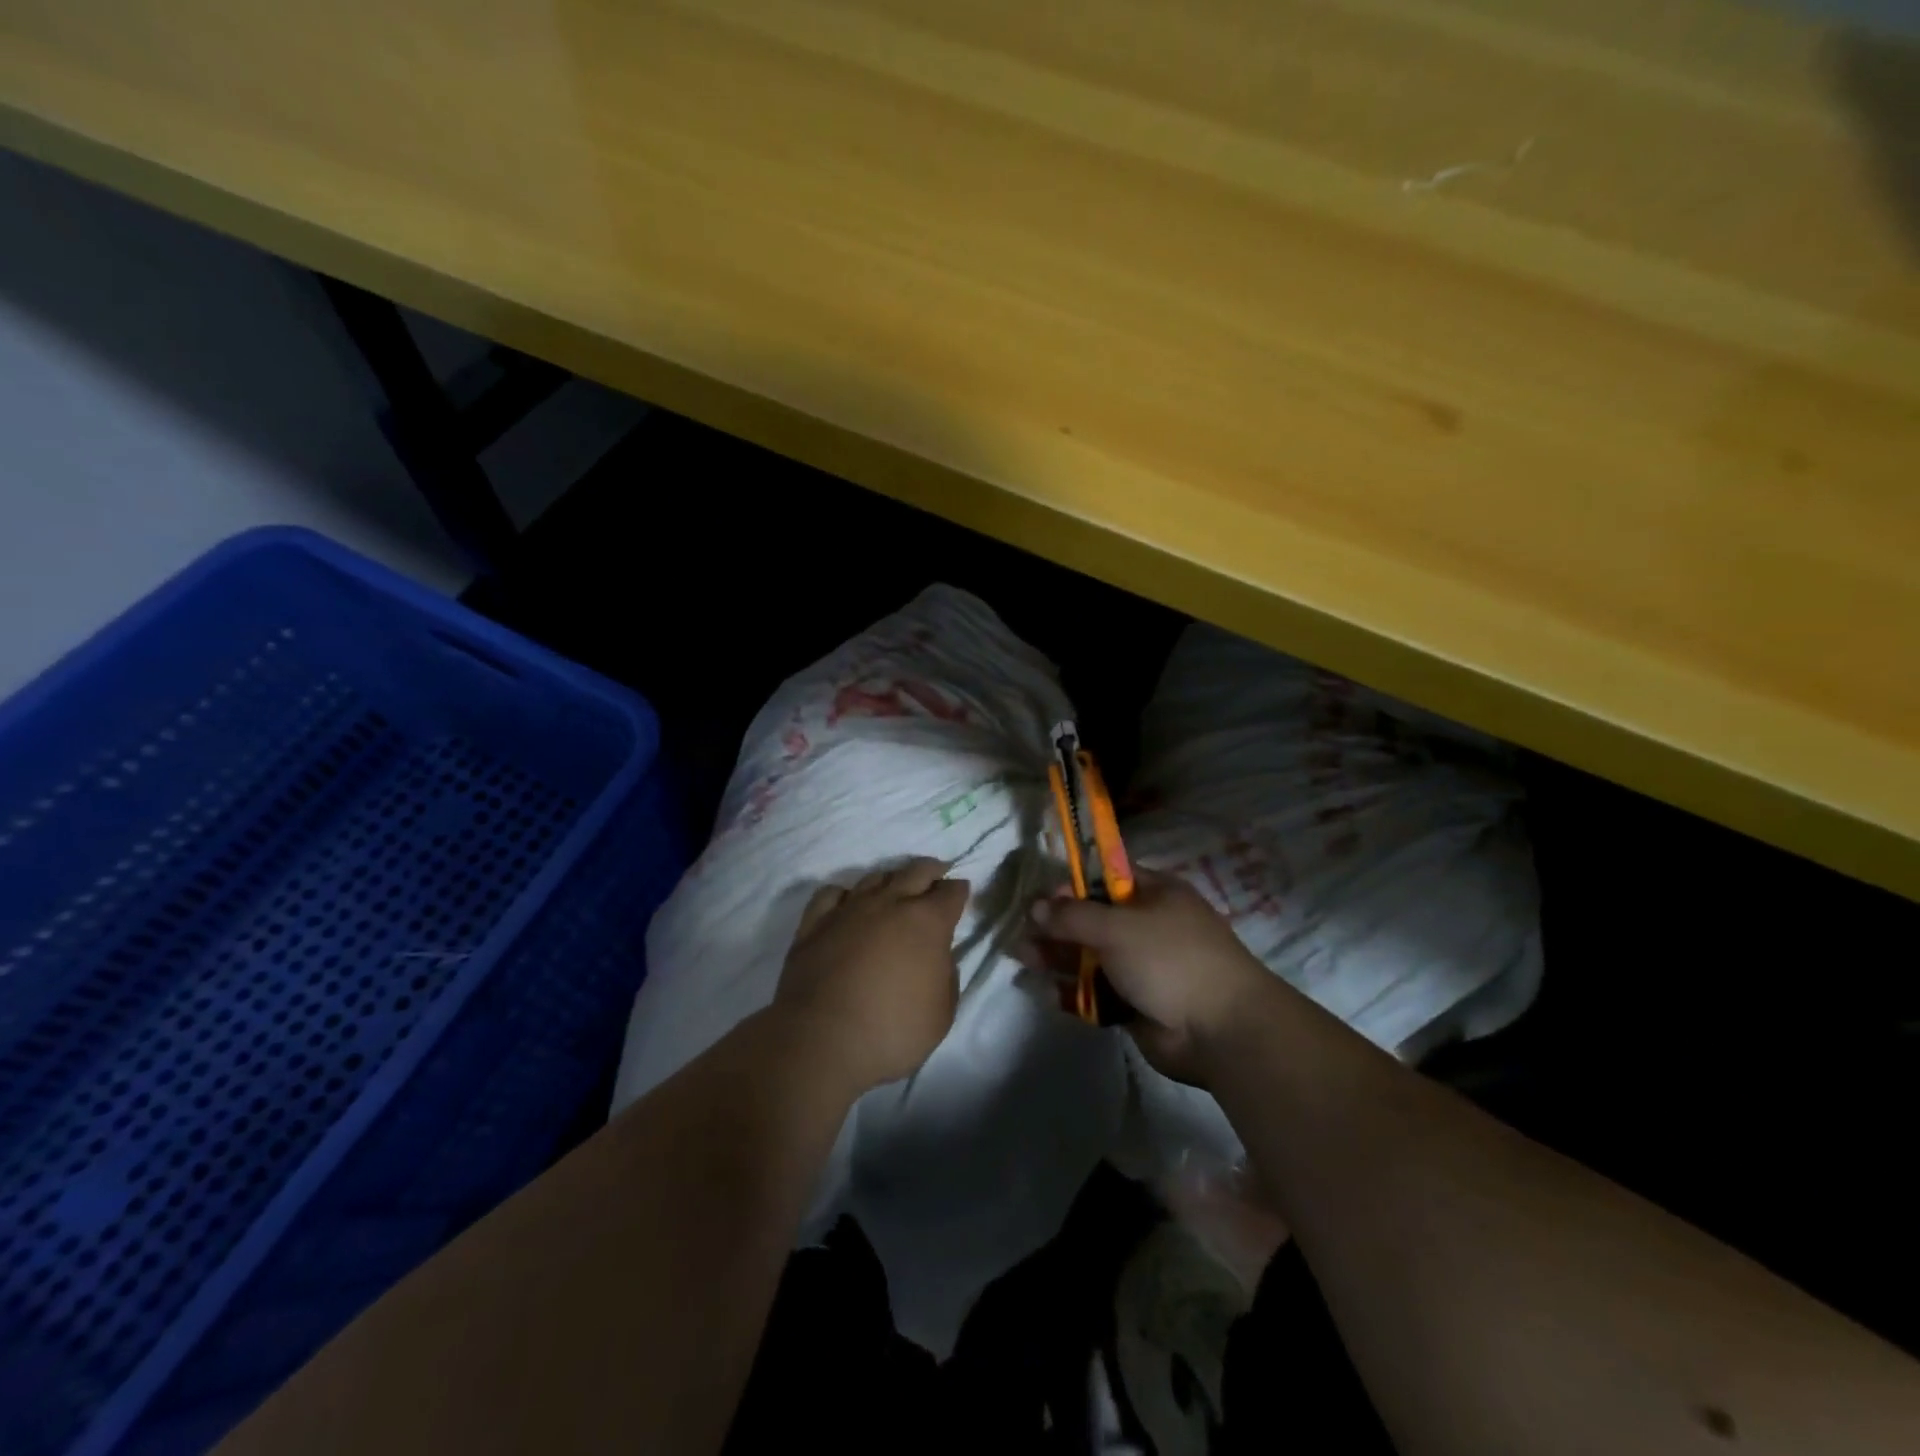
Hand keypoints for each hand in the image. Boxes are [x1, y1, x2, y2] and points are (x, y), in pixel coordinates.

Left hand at [774, 857, 969, 1092]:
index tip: (961, 892)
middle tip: (937, 874)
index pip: (951, 892)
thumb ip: (946, 976)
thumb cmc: (893, 1030)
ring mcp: (849, 909)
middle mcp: (890, 904)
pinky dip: (845, 894)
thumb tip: (938, 957)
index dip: (959, 891)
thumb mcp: (942, 1013)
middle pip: (916, 871)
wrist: (823, 1040)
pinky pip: (831, 894)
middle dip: (931, 870)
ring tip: (894, 889)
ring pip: (875, 877)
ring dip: (891, 879)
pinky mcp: (815, 923)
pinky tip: (848, 902)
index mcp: (927, 922)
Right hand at [1020, 870, 1272, 1083]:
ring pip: (1090, 956)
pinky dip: (1073, 991)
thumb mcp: (1117, 926)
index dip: (1072, 885)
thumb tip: (1037, 906)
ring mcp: (1141, 966)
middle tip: (1024, 933)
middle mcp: (1147, 925)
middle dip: (1057, 925)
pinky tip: (1047, 992)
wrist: (1220, 1030)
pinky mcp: (1134, 1003)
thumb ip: (1072, 916)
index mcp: (1154, 893)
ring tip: (1024, 959)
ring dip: (1057, 957)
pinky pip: (1096, 990)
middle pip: (1092, 919)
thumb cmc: (1170, 959)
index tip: (1041, 897)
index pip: (1105, 879)